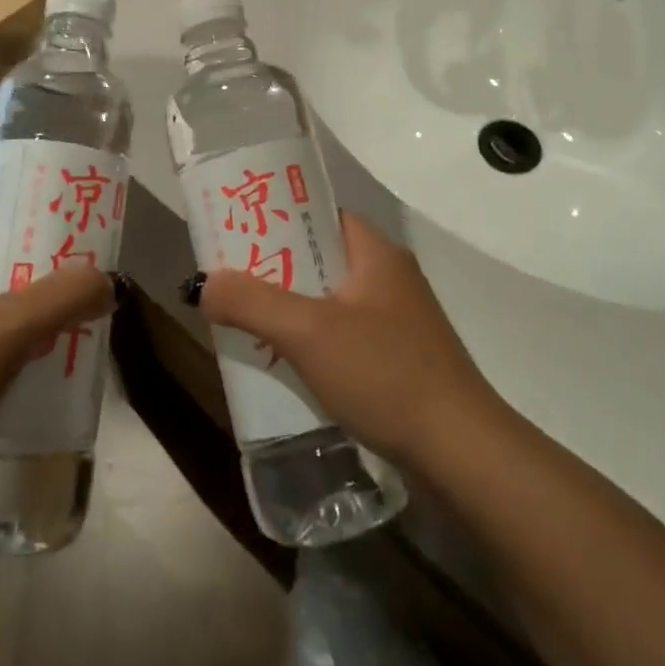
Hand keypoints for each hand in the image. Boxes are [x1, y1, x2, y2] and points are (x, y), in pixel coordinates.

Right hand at [197, 213, 503, 470]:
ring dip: (292, 309)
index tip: (238, 233)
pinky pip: (344, 335)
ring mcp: (398, 319)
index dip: (278, 219)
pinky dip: (314, 341)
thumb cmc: (385, 373)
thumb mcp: (309, 332)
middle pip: (321, 258)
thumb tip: (205, 284)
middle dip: (276, 269)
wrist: (459, 450)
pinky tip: (288, 364)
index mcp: (376, 253)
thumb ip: (253, 302)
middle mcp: (389, 277)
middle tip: (232, 282)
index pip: (320, 215)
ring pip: (330, 300)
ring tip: (247, 322)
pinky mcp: (399, 357)